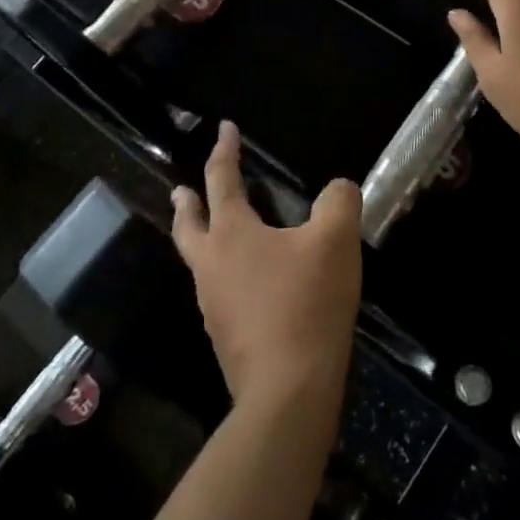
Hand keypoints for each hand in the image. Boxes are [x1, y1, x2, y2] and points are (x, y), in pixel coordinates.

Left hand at [172, 122, 361, 408]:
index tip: (225, 128)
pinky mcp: (225, 336)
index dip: (224, 150)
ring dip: (202, 240)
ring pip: (200, 261)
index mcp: (232, 233)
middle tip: (181, 190)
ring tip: (216, 235)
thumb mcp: (335, 242)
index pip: (222, 179)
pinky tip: (248, 285)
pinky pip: (219, 292)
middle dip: (186, 203)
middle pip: (189, 225)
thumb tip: (338, 187)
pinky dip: (225, 274)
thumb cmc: (307, 304)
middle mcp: (211, 265)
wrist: (288, 391)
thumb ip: (338, 202)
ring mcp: (213, 304)